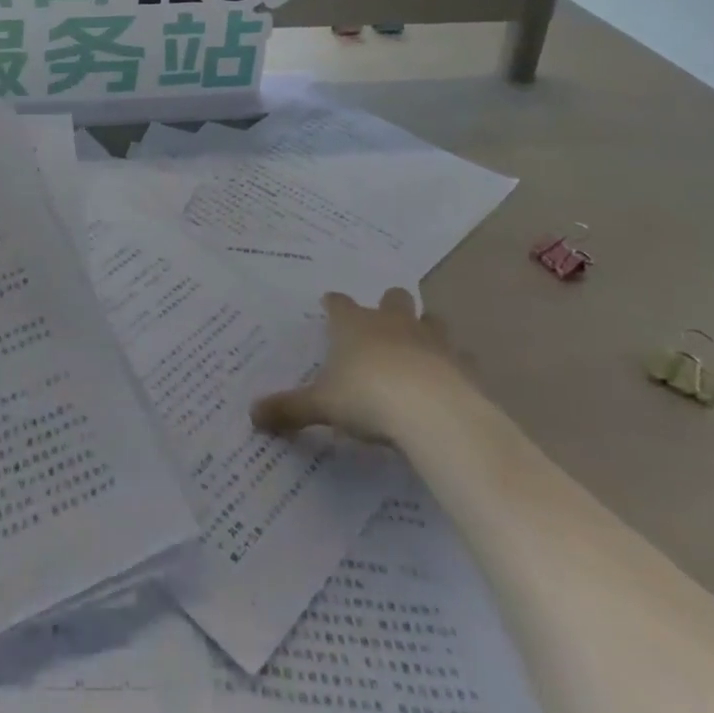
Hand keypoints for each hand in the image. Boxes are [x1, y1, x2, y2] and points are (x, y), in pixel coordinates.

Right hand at [251, 288, 461, 442]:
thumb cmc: (367, 397)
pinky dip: (457, 366)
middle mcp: (391, 322)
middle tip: (382, 323)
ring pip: (431, 319)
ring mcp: (430, 339)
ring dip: (426, 328)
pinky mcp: (462, 364)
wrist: (431, 412)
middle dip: (389, 305)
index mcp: (353, 325)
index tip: (329, 305)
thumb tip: (251, 415)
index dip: (333, 304)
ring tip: (420, 347)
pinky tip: (453, 381)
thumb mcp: (321, 406)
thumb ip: (289, 408)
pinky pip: (462, 358)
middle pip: (393, 297)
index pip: (339, 304)